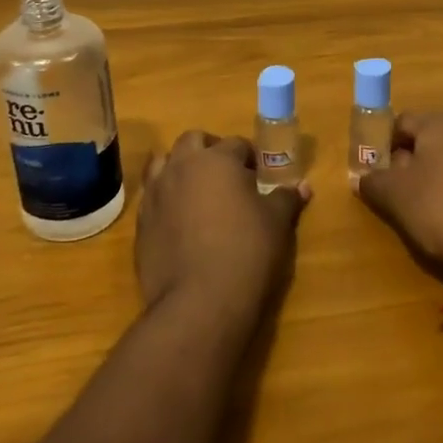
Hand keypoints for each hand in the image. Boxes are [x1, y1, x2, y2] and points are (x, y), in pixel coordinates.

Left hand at [136, 131, 308, 325]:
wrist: (199, 302)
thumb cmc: (246, 252)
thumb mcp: (276, 223)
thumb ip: (286, 198)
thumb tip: (302, 186)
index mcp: (216, 160)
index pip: (236, 144)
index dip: (250, 157)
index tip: (259, 175)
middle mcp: (181, 167)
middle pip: (192, 141)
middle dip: (209, 150)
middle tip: (227, 175)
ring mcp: (156, 194)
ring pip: (163, 164)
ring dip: (180, 169)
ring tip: (199, 193)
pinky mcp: (140, 223)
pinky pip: (152, 198)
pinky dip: (166, 200)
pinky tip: (181, 222)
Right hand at [355, 111, 442, 269]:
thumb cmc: (438, 207)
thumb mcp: (394, 195)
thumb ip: (373, 181)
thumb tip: (362, 178)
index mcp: (440, 122)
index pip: (401, 123)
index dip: (383, 144)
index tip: (375, 171)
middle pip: (427, 139)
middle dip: (409, 160)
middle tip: (395, 189)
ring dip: (433, 175)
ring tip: (421, 205)